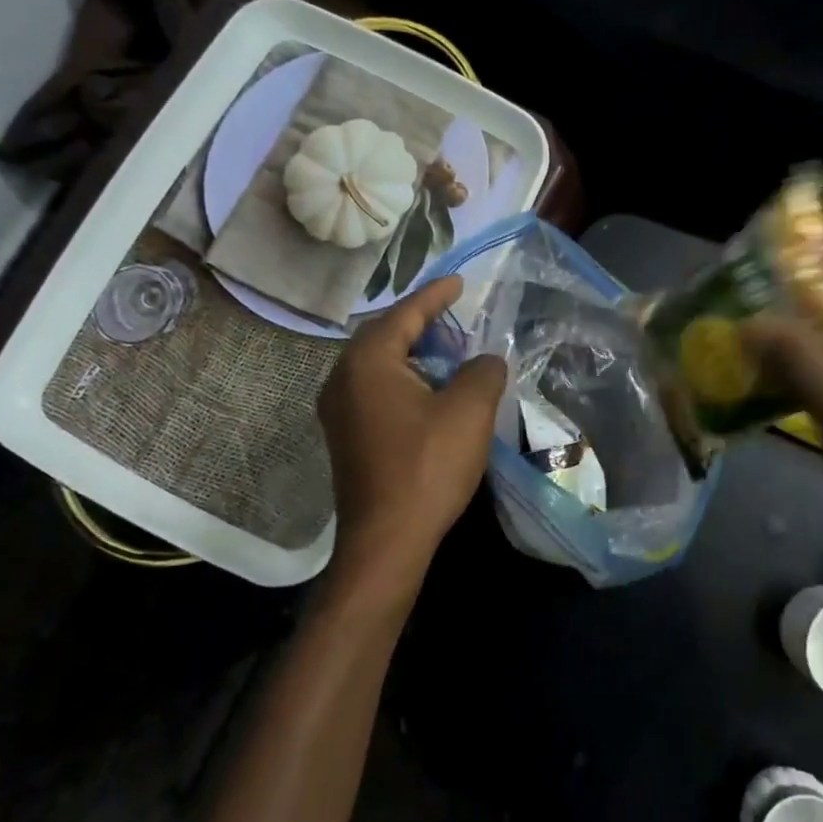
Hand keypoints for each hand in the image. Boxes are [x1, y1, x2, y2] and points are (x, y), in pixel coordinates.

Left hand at [317, 276, 507, 608]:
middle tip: (455, 316)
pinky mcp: (345, 437)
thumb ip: (482, 371)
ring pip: (378, 365)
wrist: (386, 540)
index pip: (404, 314)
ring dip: (412, 353)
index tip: (459, 281)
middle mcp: (342, 379)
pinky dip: (403, 379)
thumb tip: (484, 360)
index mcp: (367, 362)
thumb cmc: (427, 466)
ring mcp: (338, 411)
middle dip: (421, 322)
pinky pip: (374, 390)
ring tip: (447, 351)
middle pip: (384, 336)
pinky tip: (428, 392)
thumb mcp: (469, 410)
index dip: (435, 296)